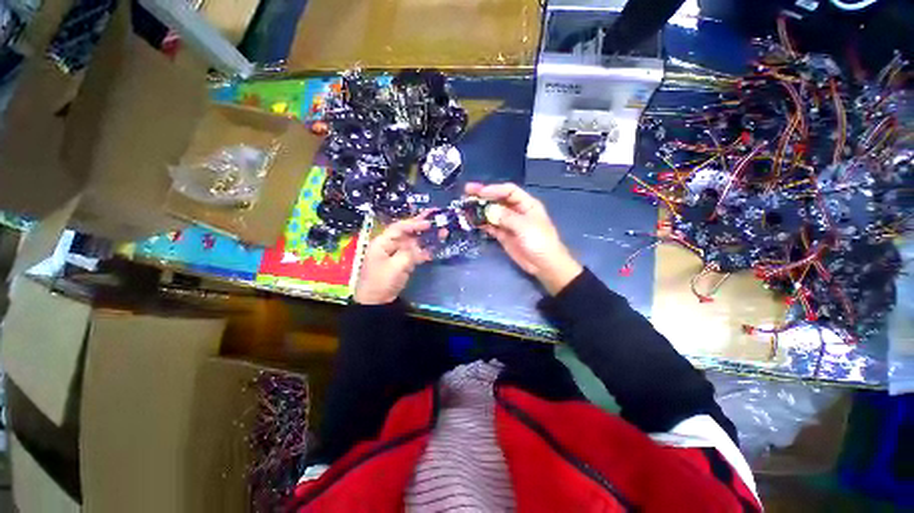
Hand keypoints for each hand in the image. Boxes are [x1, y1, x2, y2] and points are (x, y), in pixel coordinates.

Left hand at [354, 215, 431, 304]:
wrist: (376, 302)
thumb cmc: (381, 281)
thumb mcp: (395, 266)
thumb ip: (409, 254)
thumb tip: (420, 248)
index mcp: (382, 242)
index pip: (399, 228)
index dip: (414, 223)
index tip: (428, 223)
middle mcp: (390, 245)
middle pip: (408, 233)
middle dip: (422, 226)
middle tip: (435, 218)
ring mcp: (397, 254)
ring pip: (414, 243)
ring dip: (427, 238)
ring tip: (441, 232)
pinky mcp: (403, 263)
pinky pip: (415, 254)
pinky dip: (425, 251)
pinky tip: (436, 248)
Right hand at [465, 182, 582, 294]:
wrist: (544, 265)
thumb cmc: (540, 242)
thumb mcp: (525, 227)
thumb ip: (506, 217)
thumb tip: (488, 210)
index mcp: (527, 204)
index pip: (509, 191)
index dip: (494, 189)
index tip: (479, 192)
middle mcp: (517, 211)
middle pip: (498, 200)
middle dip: (483, 196)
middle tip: (466, 192)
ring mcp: (509, 223)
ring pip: (492, 212)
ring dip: (480, 209)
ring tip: (465, 206)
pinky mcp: (503, 235)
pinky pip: (491, 226)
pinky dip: (482, 223)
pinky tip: (472, 220)